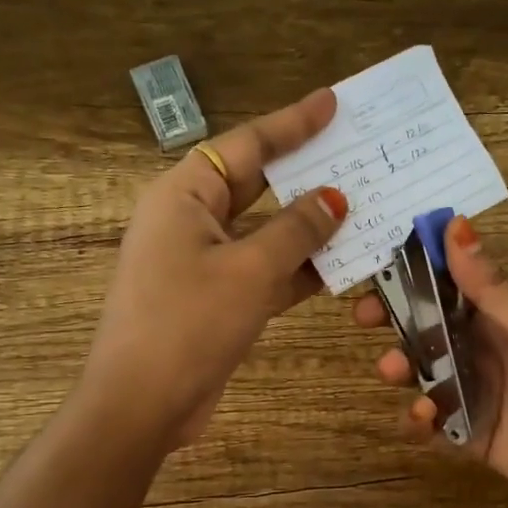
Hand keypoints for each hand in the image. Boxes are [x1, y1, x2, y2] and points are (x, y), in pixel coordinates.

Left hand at [82, 88, 348, 448]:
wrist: (141, 404)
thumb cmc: (188, 323)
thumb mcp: (249, 270)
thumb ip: (296, 230)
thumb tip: (334, 199)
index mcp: (184, 194)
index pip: (245, 145)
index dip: (292, 124)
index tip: (333, 103)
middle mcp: (191, 220)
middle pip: (256, 185)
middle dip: (306, 173)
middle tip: (358, 153)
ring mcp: (203, 263)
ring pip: (265, 232)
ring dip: (310, 227)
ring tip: (365, 207)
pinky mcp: (216, 300)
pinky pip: (264, 272)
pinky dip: (299, 269)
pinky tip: (344, 265)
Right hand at [352, 215, 507, 507]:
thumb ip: (496, 288)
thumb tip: (454, 226)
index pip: (458, 281)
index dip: (418, 271)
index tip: (378, 266)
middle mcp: (494, 347)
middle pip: (434, 325)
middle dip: (398, 320)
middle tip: (364, 319)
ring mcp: (484, 391)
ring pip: (428, 371)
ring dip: (404, 368)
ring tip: (392, 372)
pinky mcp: (476, 434)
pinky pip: (436, 421)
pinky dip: (420, 419)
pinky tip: (422, 420)